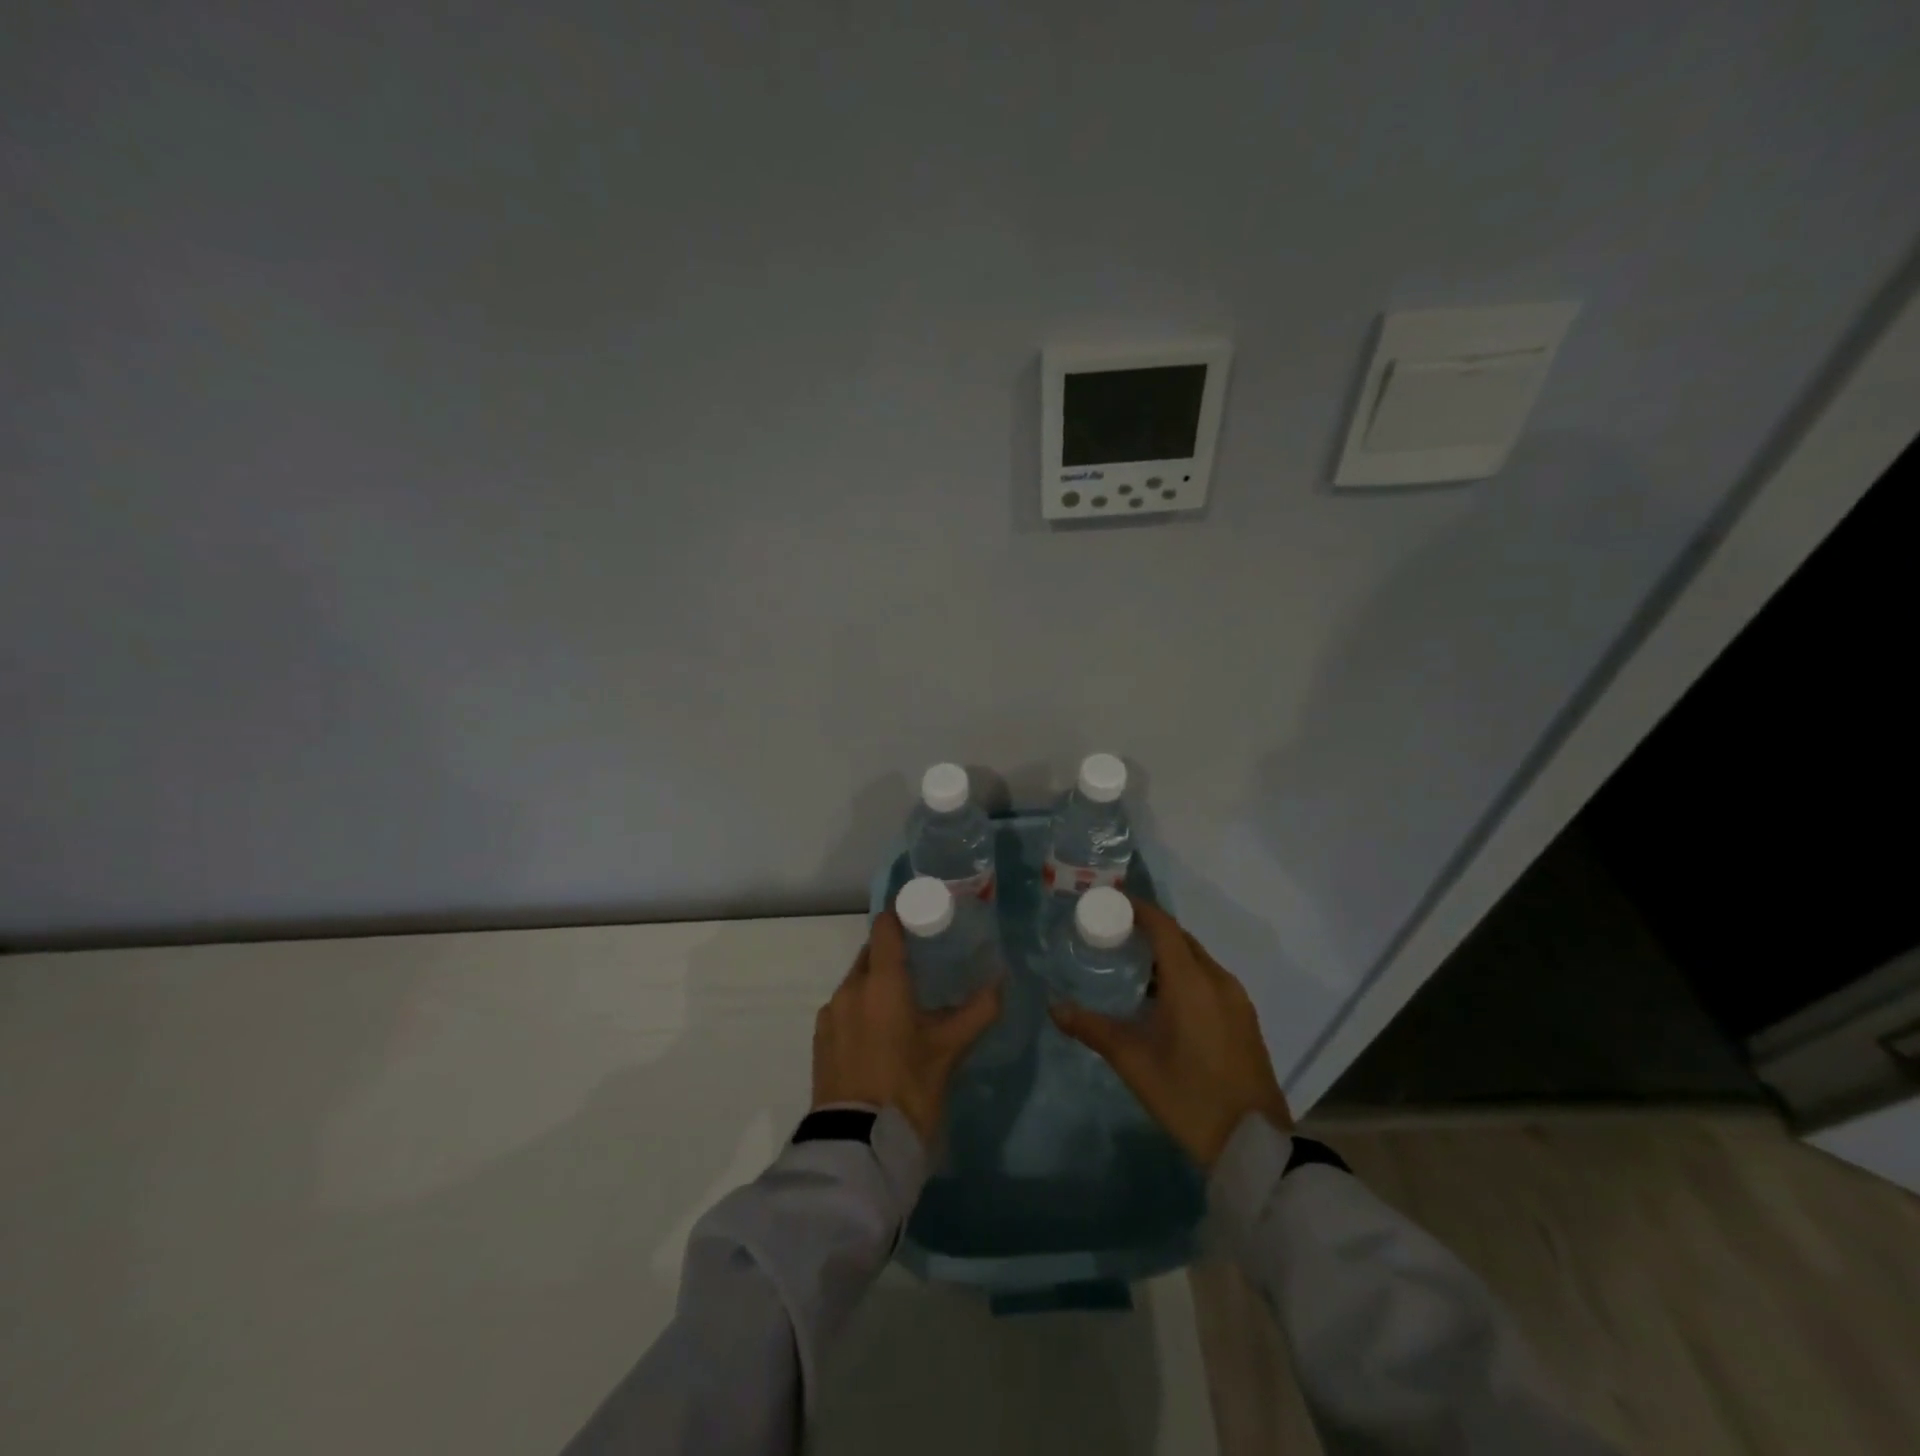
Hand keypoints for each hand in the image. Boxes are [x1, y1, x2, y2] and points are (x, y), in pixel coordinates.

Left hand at [812, 910, 1003, 1145]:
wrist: (857, 1147)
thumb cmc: (908, 1088)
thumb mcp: (949, 1050)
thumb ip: (977, 1011)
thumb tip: (1001, 981)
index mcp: (881, 982)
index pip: (885, 927)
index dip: (902, 915)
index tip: (922, 917)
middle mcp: (850, 988)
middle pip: (871, 953)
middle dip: (893, 952)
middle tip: (923, 963)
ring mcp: (830, 1015)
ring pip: (856, 982)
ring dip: (877, 983)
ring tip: (904, 1002)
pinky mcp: (820, 1040)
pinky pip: (844, 1008)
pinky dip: (861, 1008)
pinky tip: (880, 1032)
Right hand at [1051, 899, 1291, 1167]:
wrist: (1253, 1146)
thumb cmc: (1189, 1097)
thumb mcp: (1134, 1062)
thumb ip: (1093, 1029)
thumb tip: (1054, 1007)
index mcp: (1192, 982)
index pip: (1163, 926)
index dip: (1136, 909)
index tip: (1107, 904)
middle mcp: (1218, 980)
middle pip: (1180, 939)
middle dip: (1148, 931)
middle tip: (1112, 936)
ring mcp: (1236, 1000)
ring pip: (1197, 960)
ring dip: (1167, 955)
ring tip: (1131, 967)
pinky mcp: (1244, 1018)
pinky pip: (1209, 979)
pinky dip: (1184, 974)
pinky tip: (1163, 999)